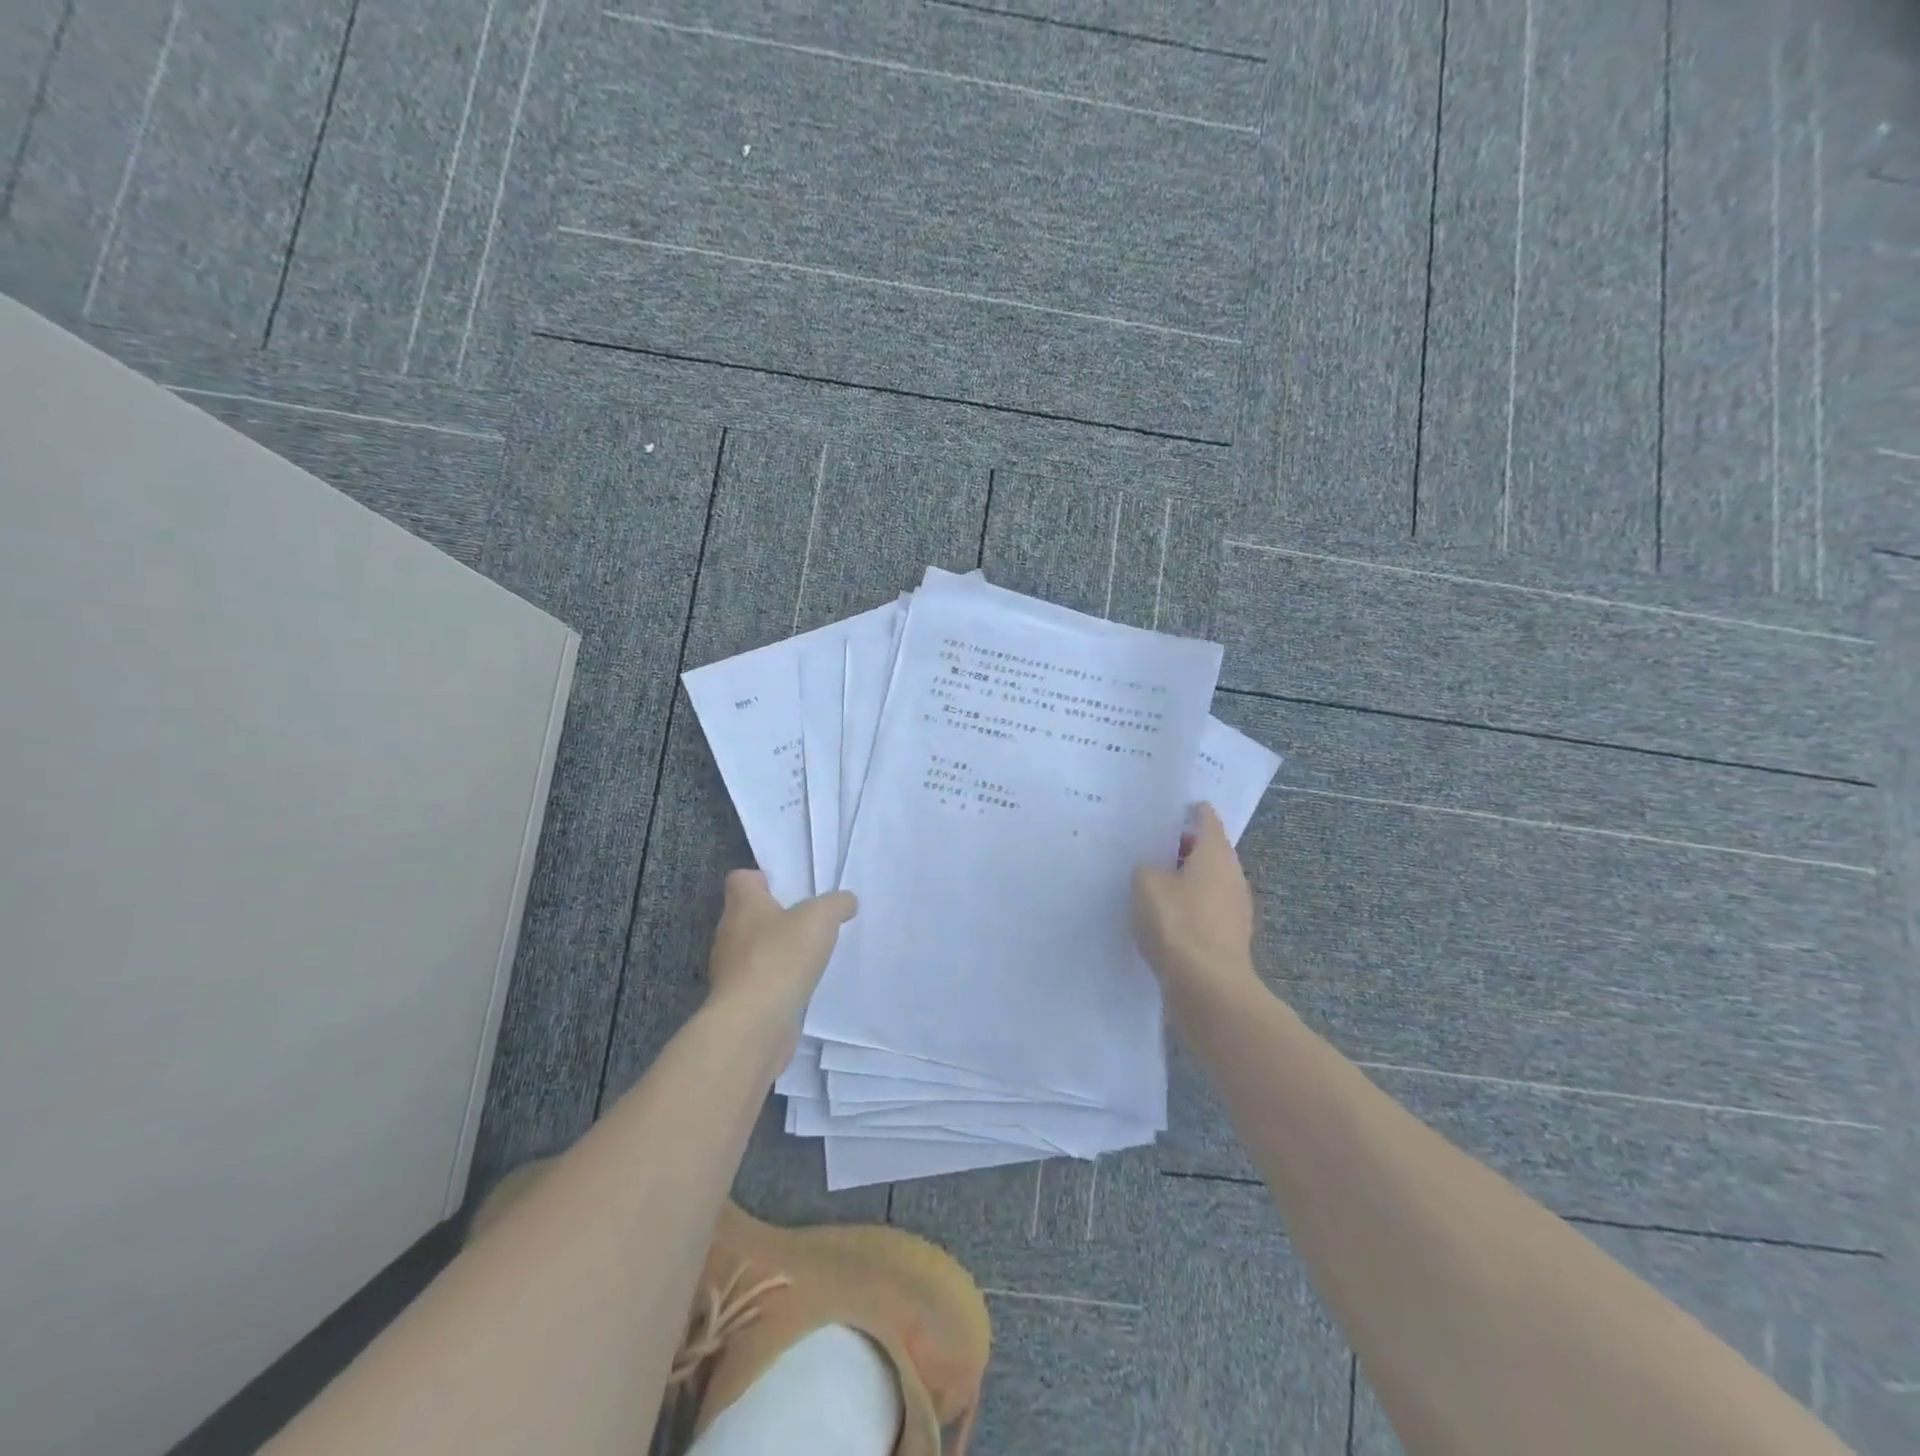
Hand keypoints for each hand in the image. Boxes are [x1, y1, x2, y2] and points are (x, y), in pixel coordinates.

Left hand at [706, 870, 856, 1045]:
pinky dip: (778, 982)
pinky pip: (760, 982)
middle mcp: (730, 934)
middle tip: (809, 921)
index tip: (788, 888)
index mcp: (743, 906)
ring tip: (810, 955)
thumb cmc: (781, 958)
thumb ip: (836, 904)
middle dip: (776, 917)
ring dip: (777, 951)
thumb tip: (846, 901)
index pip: (741, 880)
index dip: (762, 879)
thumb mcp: (820, 918)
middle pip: (749, 915)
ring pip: (754, 951)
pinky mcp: (740, 1002)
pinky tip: (802, 986)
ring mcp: (732, 971)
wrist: (754, 1025)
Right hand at [1131, 803, 1258, 1008]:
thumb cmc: (1177, 923)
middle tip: (1147, 845)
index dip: (1188, 810)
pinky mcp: (1228, 937)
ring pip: (1205, 882)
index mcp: (1216, 854)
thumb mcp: (1146, 883)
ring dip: (1182, 880)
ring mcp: (1234, 909)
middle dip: (1180, 847)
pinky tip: (1161, 916)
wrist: (1207, 987)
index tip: (1166, 809)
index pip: (1207, 819)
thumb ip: (1146, 867)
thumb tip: (1154, 871)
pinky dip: (1185, 907)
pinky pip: (1204, 910)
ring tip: (1148, 881)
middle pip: (1207, 851)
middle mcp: (1232, 876)